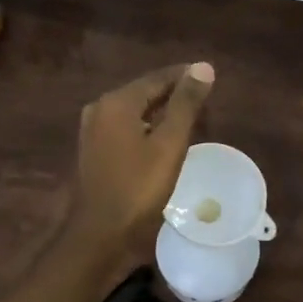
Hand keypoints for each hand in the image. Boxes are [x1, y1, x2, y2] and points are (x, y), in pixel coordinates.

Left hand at [69, 62, 214, 260]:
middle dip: (173, 94)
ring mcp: (93, 132)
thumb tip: (203, 66)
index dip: (185, 76)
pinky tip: (163, 140)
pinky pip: (125, 129)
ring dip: (160, 112)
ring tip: (189, 118)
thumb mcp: (169, 145)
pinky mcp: (94, 152)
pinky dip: (146, 129)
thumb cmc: (138, 189)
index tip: (209, 77)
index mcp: (116, 103)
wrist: (99, 235)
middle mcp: (100, 109)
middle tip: (204, 99)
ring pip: (134, 112)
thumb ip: (186, 104)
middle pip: (143, 93)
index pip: (157, 78)